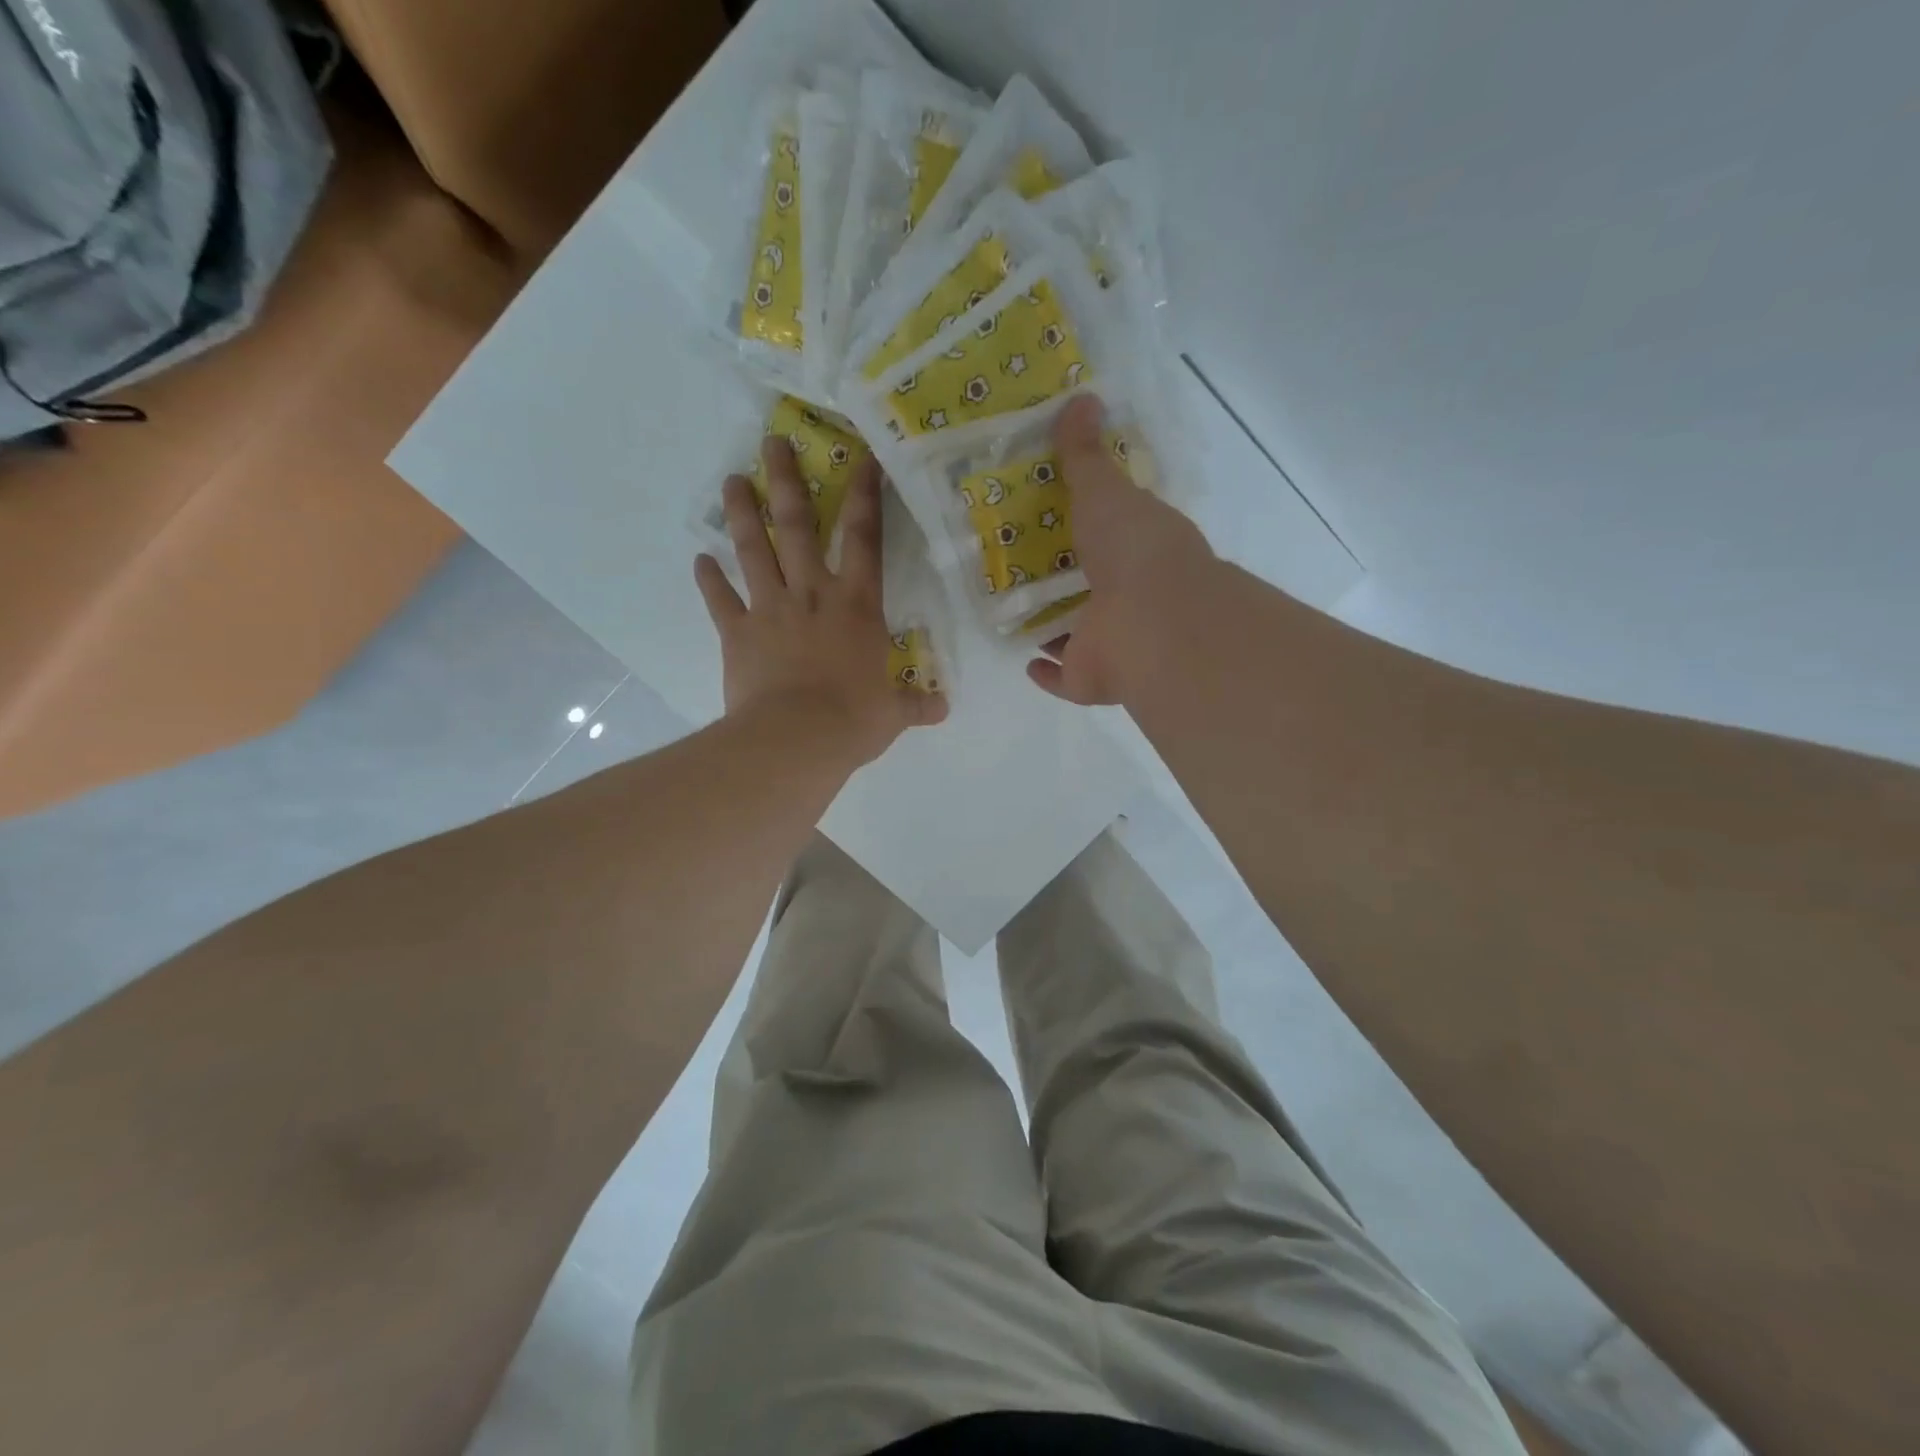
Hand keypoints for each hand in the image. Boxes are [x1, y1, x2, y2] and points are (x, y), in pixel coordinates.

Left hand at [695, 438, 946, 763]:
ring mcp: (770, 609)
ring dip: (741, 513)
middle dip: (784, 480)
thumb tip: (942, 709)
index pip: (865, 537)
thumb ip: (916, 704)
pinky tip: (700, 560)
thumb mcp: (893, 713)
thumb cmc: (853, 720)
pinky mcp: (737, 632)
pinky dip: (709, 579)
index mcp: (857, 604)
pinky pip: (720, 599)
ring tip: (731, 481)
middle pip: (796, 525)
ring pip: (753, 550)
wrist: (795, 740)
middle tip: (772, 443)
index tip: (861, 457)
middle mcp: (812, 593)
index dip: (865, 494)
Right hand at [1027, 393, 1219, 705]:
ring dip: (1052, 626)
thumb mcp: (1106, 490)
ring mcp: (1109, 642)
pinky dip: (1046, 672)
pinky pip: (1062, 677)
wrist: (1152, 623)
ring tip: (1012, 608)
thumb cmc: (1134, 550)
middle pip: (1087, 587)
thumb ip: (1086, 455)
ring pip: (1075, 634)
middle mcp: (1127, 598)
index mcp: (1138, 551)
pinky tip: (1025, 660)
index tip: (1048, 515)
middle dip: (1059, 579)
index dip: (1084, 527)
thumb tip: (1081, 397)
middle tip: (1015, 563)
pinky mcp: (1090, 679)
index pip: (1110, 536)